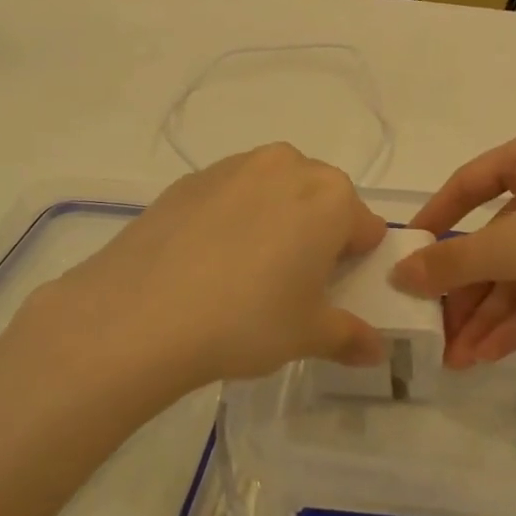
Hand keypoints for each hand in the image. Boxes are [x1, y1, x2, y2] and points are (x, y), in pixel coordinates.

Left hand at [27, 144, 388, 386]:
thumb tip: (374, 350)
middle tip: (289, 284)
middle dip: (315, 234)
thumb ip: (349, 336)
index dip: (353, 262)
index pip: (363, 227)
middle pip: (319, 199)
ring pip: (273, 191)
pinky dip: (231, 219)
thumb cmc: (246, 320)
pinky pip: (230, 195)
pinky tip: (206, 262)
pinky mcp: (190, 179)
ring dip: (273, 220)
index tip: (330, 293)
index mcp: (330, 196)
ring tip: (243, 272)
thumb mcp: (308, 335)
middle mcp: (288, 165)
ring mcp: (235, 167)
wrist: (141, 314)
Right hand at [392, 123, 515, 366]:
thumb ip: (454, 261)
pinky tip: (492, 354)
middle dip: (466, 290)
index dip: (434, 222)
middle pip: (495, 236)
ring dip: (491, 313)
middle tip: (436, 332)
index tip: (406, 260)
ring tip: (458, 359)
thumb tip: (399, 274)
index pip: (466, 183)